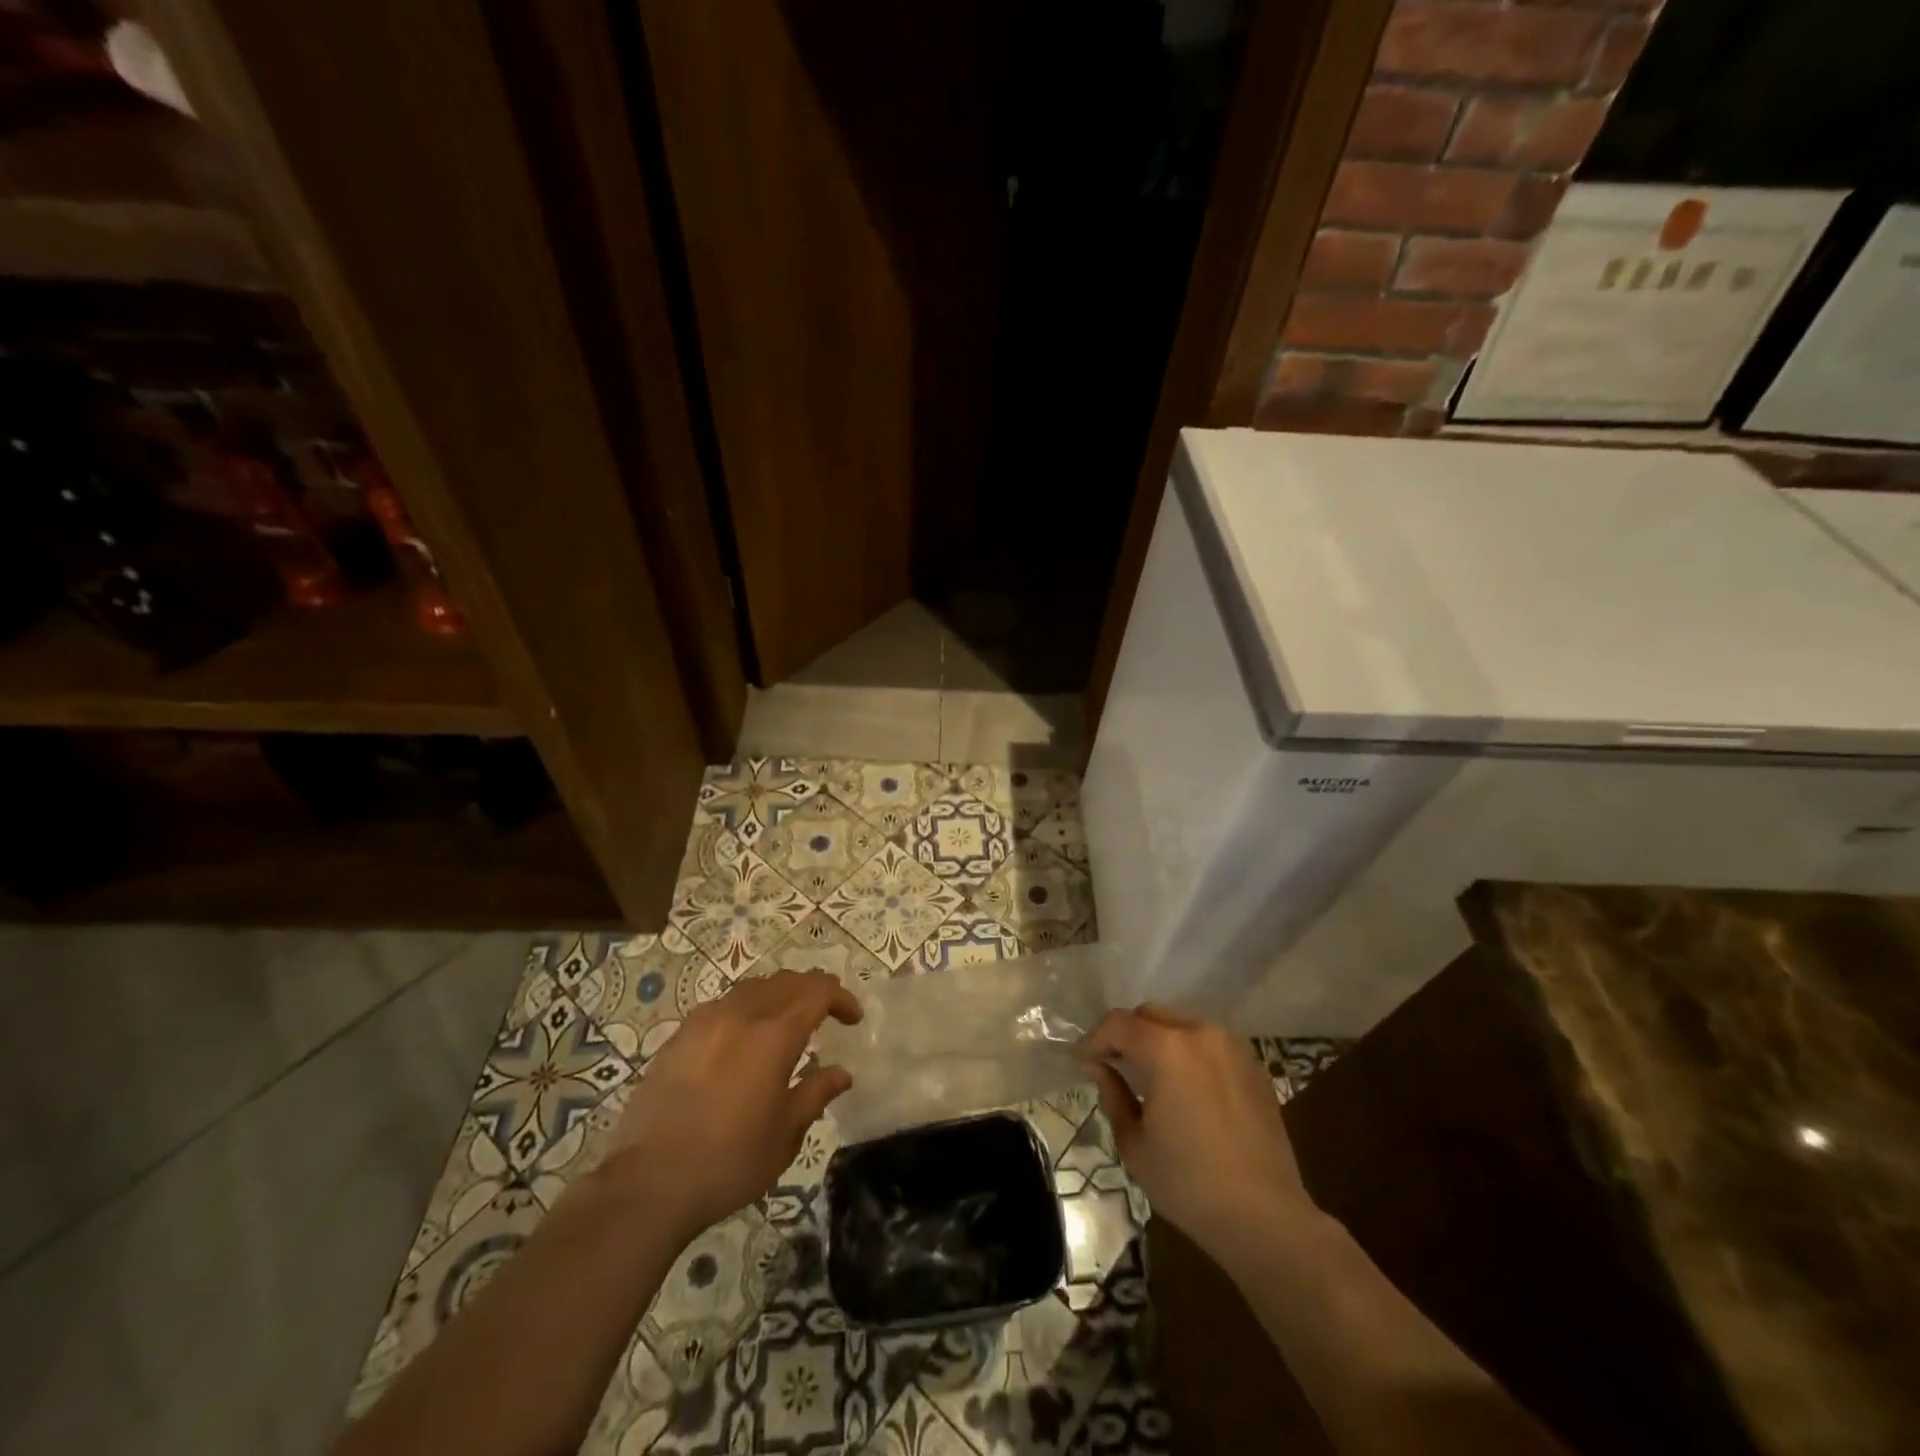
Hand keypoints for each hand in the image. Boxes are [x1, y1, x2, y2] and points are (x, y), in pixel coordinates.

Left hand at [606, 970, 861, 1240]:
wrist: (649, 1181)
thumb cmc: (729, 1160)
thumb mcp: (785, 1134)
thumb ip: (815, 1094)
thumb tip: (841, 1073)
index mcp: (775, 1034)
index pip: (817, 992)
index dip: (840, 998)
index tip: (853, 1018)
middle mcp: (741, 1015)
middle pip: (785, 982)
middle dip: (812, 991)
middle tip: (826, 1013)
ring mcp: (705, 1022)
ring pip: (752, 989)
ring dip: (777, 996)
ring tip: (784, 1023)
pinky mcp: (678, 1037)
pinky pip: (722, 1007)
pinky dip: (745, 1011)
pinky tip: (741, 1040)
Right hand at [1082, 1004, 1315, 1263]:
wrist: (1264, 1216)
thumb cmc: (1188, 1183)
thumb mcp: (1134, 1143)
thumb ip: (1112, 1094)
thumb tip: (1100, 1068)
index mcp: (1166, 1049)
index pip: (1117, 1024)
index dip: (1094, 1040)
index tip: (1083, 1061)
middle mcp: (1199, 1033)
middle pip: (1149, 1015)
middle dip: (1126, 1034)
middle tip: (1114, 1064)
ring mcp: (1231, 1046)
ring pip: (1181, 1024)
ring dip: (1158, 1040)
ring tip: (1150, 1075)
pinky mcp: (1253, 1064)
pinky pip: (1209, 1044)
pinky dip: (1189, 1053)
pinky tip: (1186, 1087)